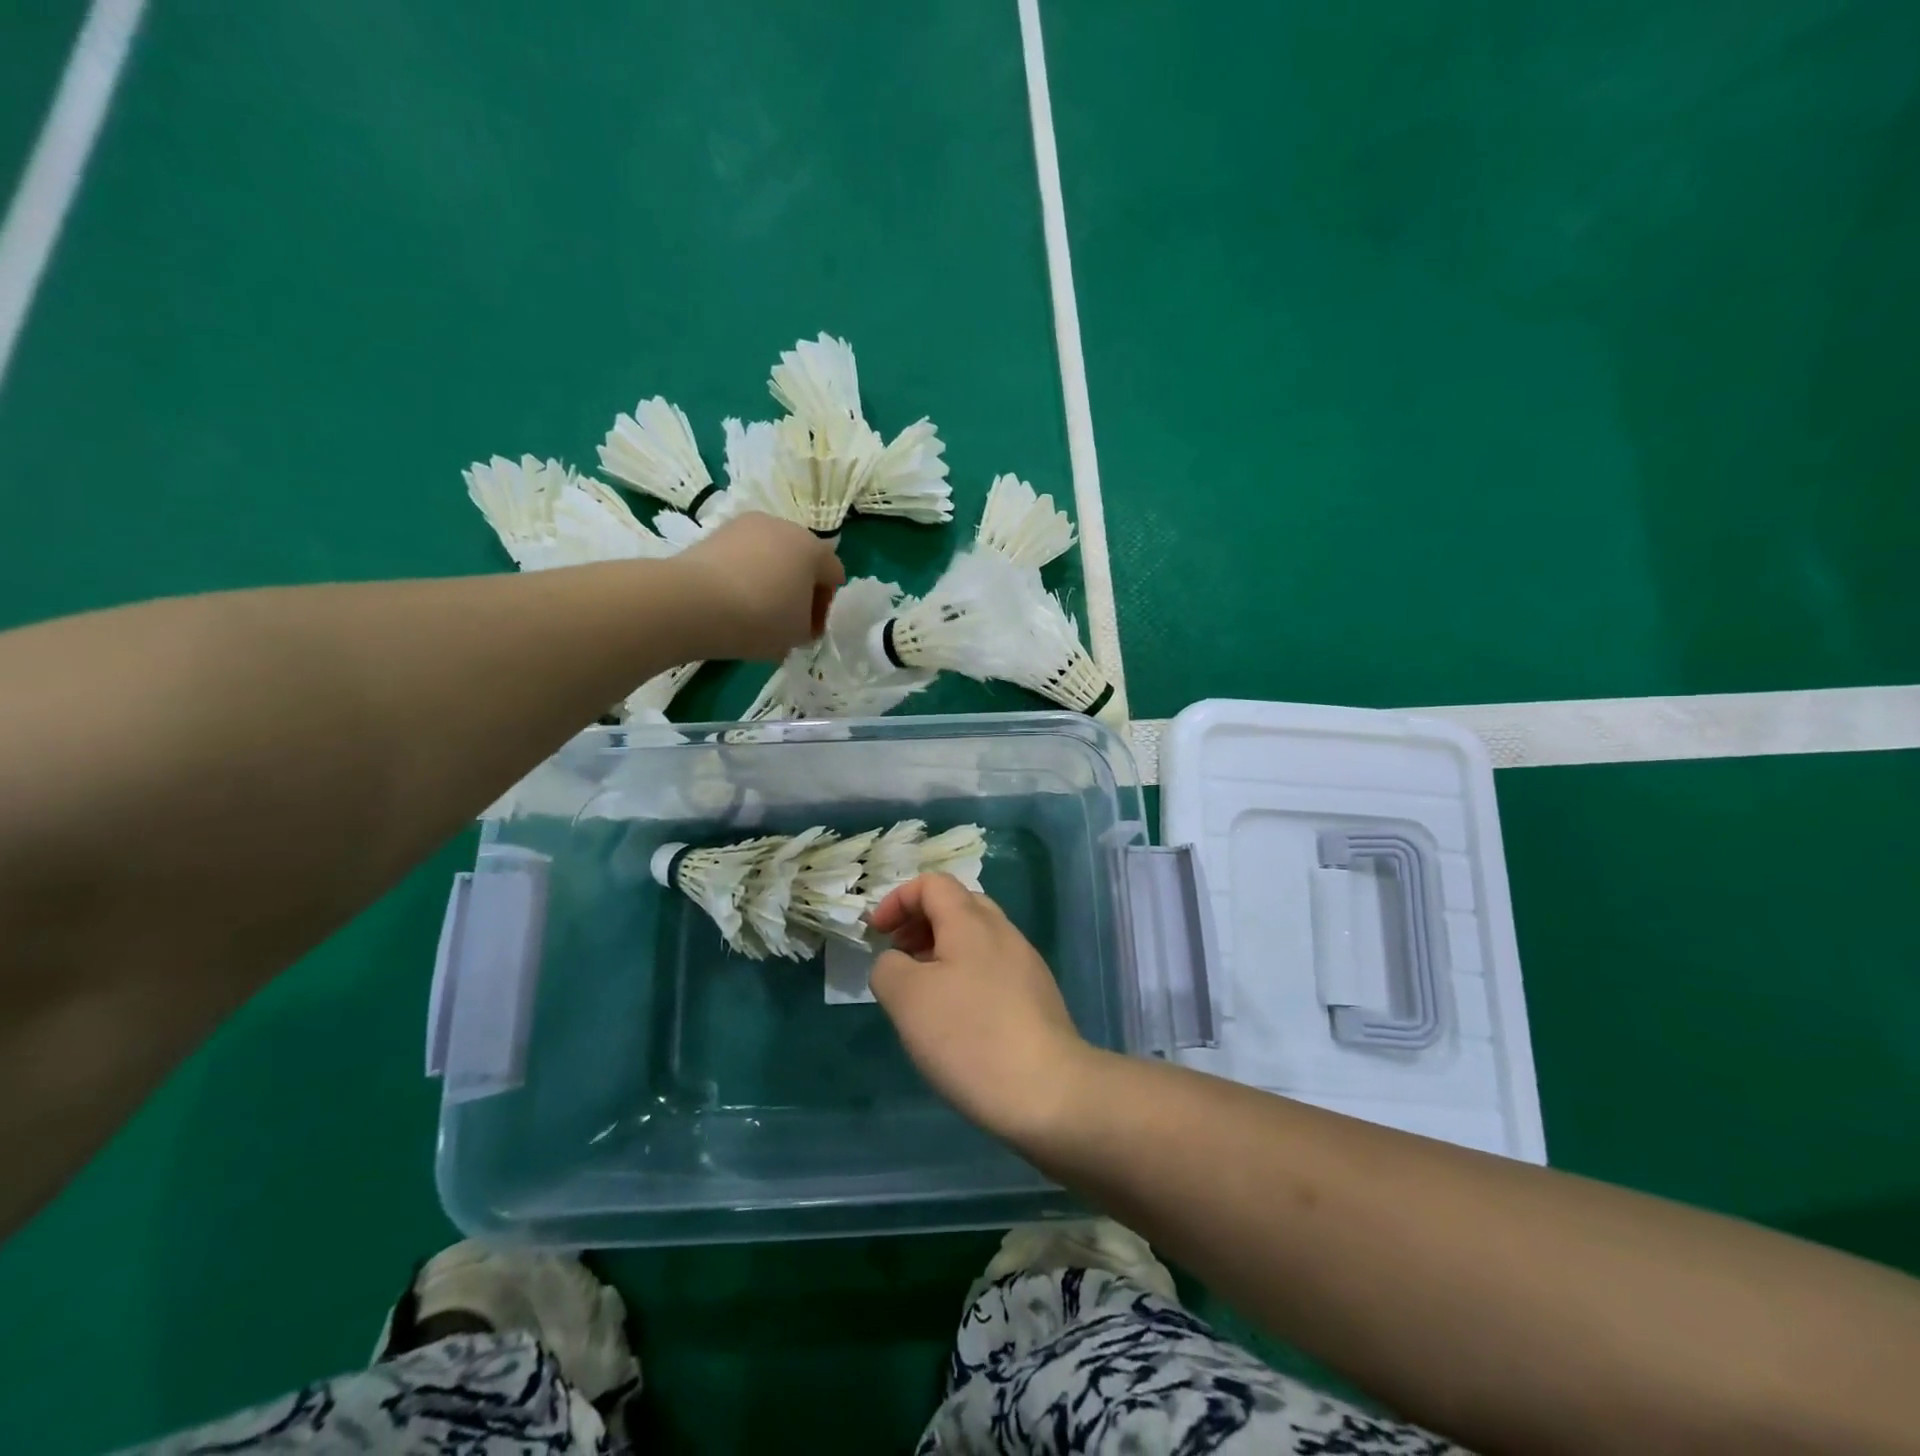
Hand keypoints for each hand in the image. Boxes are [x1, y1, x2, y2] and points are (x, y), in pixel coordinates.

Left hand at [670, 512, 844, 660]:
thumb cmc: (760, 618)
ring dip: (771, 581)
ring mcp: (746, 525)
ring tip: (755, 612)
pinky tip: (732, 602)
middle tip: (785, 621)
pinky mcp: (715, 532)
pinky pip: (743, 557)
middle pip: (802, 560)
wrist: (692, 602)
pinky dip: (744, 576)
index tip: (809, 631)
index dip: (825, 607)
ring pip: (771, 556)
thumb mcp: (798, 634)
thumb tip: (799, 619)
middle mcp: (783, 526)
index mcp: (813, 548)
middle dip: (799, 590)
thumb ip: (810, 626)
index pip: (834, 575)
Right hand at [868, 874, 1095, 1143]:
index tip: (877, 935)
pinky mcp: (1037, 997)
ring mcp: (1026, 964)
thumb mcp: (907, 998)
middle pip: (958, 905)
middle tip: (899, 957)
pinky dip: (965, 976)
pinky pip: (993, 969)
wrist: (1048, 1091)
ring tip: (922, 992)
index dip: (898, 900)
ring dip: (942, 951)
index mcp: (971, 921)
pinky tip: (957, 1019)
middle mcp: (1003, 932)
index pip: (932, 883)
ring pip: (977, 939)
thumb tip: (897, 963)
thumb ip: (889, 967)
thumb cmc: (970, 1036)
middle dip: (921, 922)